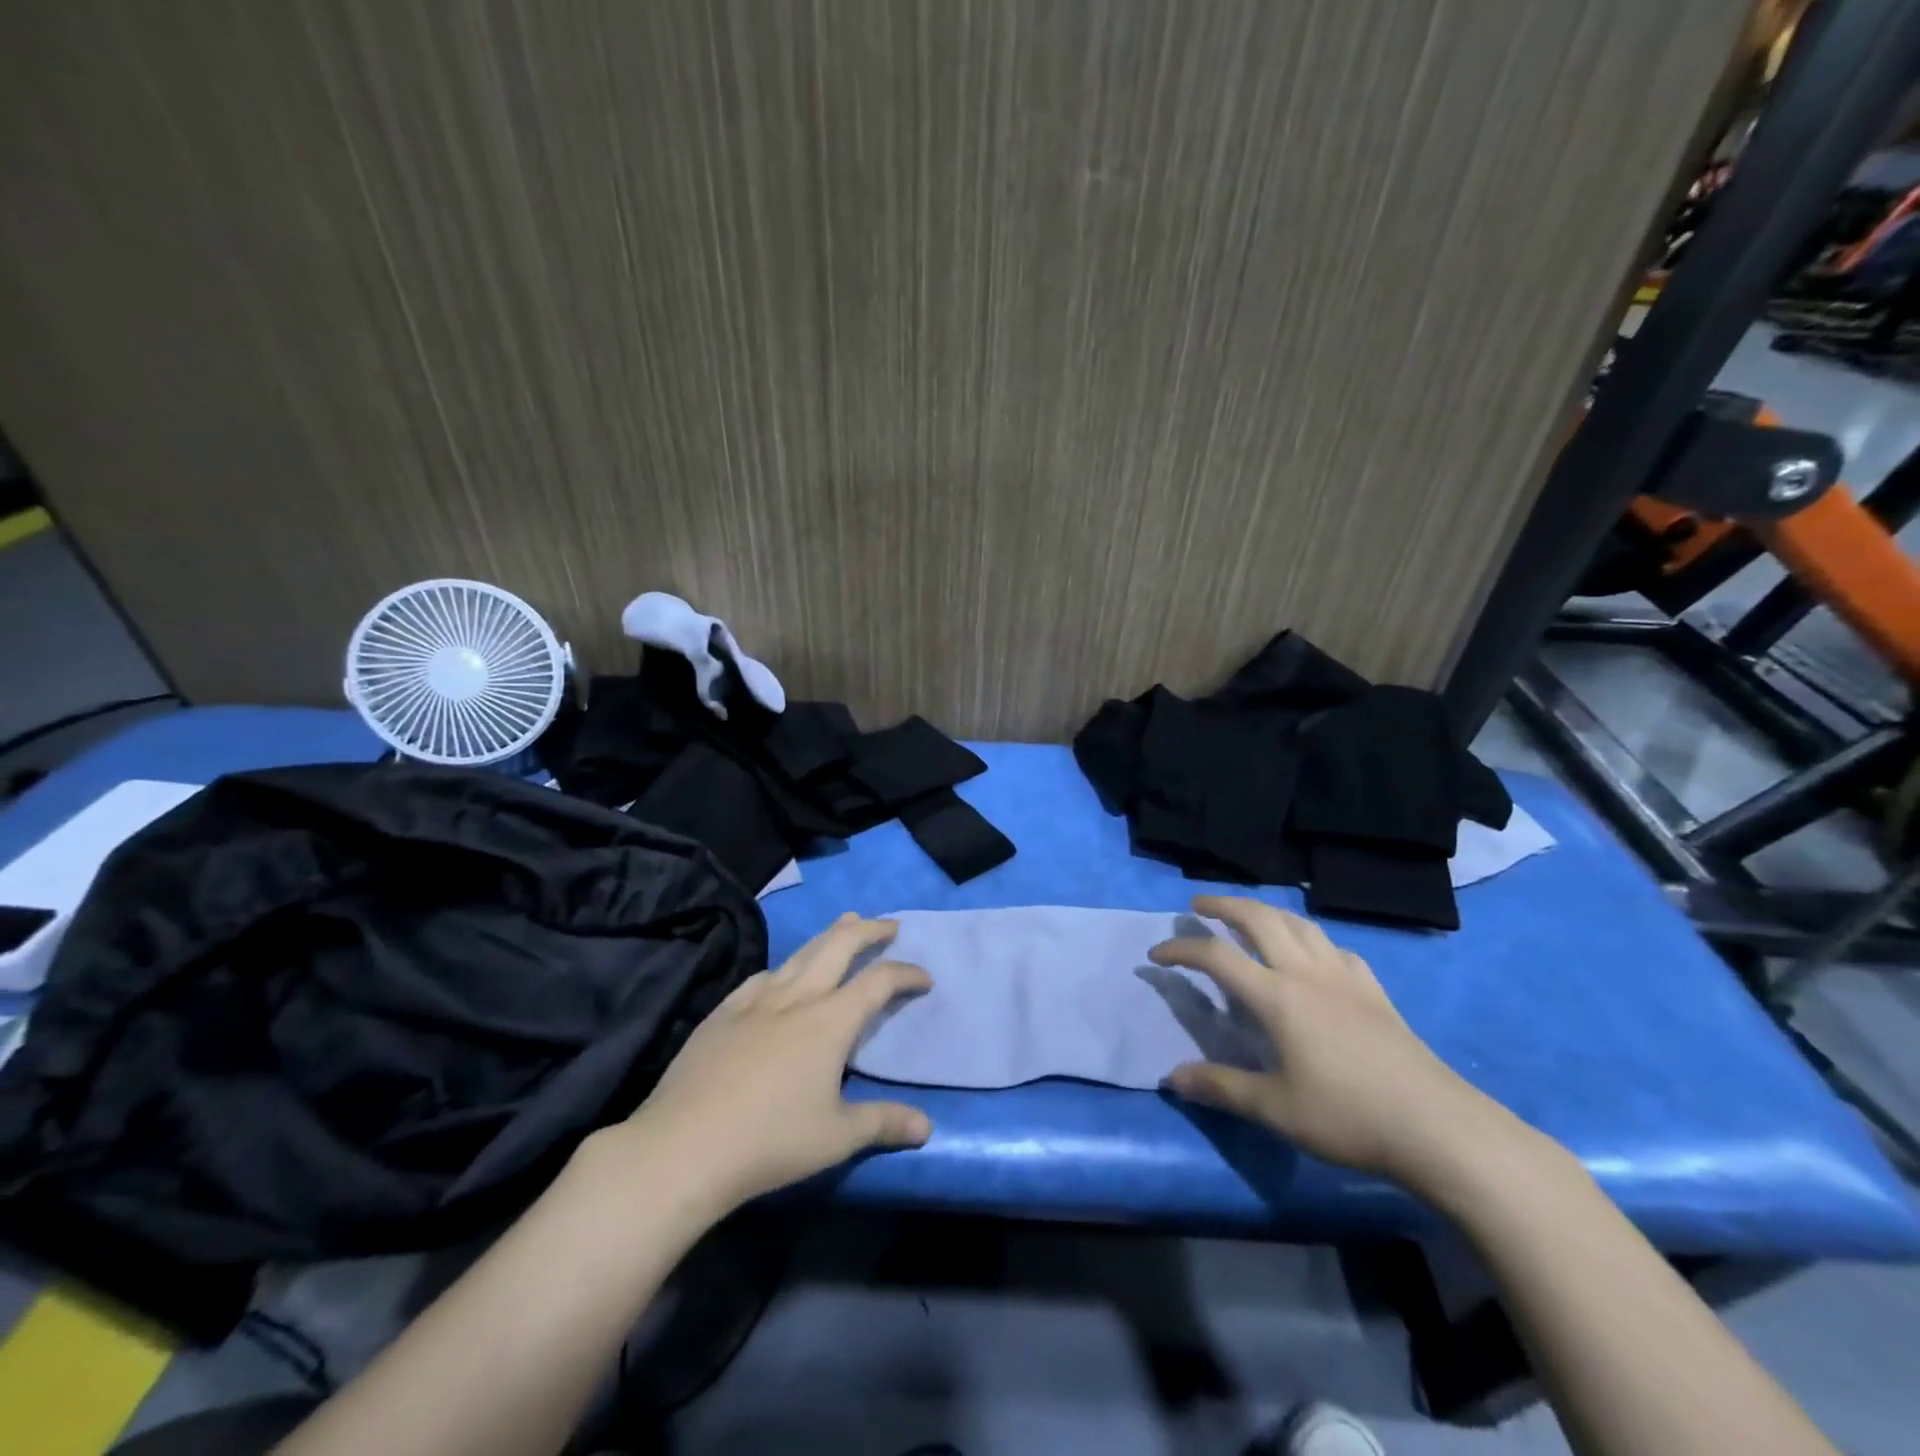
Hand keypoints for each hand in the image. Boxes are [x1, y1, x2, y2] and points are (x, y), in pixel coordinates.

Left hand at [597, 914, 932, 1215]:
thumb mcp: (836, 1138)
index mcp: (830, 1021)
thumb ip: (883, 1123)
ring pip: (800, 954)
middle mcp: (797, 998)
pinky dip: (783, 968)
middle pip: (839, 947)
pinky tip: (779, 974)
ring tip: (845, 923)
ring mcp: (756, 1001)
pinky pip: (761, 977)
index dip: (906, 974)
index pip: (879, 982)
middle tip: (888, 925)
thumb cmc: (770, 1141)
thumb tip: (926, 1128)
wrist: (684, 1146)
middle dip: (868, 931)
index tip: (924, 978)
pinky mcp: (722, 1013)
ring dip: (828, 936)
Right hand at [1151, 896, 1500, 1184]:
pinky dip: (1309, 937)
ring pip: (1298, 923)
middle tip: (1199, 905)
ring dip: (1266, 911)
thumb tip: (1171, 1079)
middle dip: (1224, 904)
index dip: (1181, 949)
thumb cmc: (1348, 1116)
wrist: (1438, 1127)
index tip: (1156, 955)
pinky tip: (1312, 954)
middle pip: (1259, 918)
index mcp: (1277, 996)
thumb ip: (1220, 1088)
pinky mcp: (1374, 990)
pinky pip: (1333, 946)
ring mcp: (1345, 977)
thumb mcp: (1275, 1109)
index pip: (1216, 956)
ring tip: (1248, 917)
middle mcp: (1306, 973)